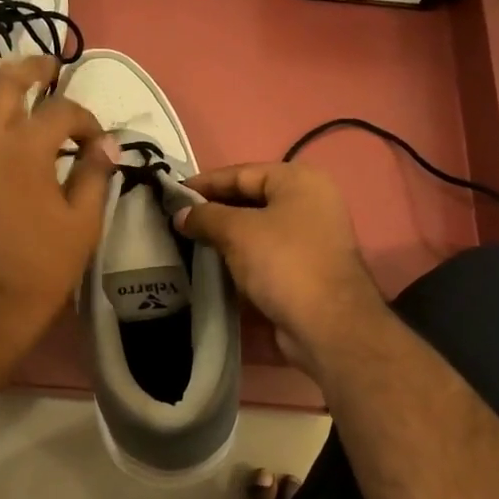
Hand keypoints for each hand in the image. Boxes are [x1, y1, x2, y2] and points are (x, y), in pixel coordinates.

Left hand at [0, 56, 116, 365]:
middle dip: (30, 70)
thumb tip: (108, 144)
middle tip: (49, 66)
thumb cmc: (41, 266)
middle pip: (5, 86)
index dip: (86, 121)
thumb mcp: (83, 223)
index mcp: (27, 148)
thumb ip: (95, 175)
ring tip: (7, 73)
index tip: (99, 143)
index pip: (62, 113)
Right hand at [175, 161, 386, 377]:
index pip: (241, 173)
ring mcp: (310, 239)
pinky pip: (263, 256)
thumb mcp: (237, 231)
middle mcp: (309, 203)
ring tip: (186, 243)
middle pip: (249, 200)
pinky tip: (211, 267)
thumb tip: (181, 215)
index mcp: (298, 180)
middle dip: (212, 211)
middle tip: (175, 220)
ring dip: (224, 238)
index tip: (171, 194)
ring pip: (255, 231)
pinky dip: (238, 259)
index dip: (204, 183)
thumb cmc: (284, 263)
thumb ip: (205, 217)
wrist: (327, 325)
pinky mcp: (304, 270)